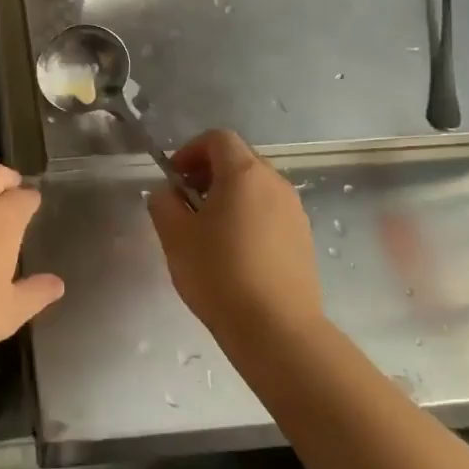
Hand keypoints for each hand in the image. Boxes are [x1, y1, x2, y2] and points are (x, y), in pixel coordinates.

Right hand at [147, 129, 324, 336]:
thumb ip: (163, 203)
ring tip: (208, 230)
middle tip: (186, 201)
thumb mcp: (175, 236)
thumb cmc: (219, 274)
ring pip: (256, 187)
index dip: (191, 150)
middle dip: (209, 172)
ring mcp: (295, 211)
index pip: (218, 139)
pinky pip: (271, 211)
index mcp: (244, 174)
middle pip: (239, 159)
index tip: (174, 177)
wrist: (277, 329)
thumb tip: (168, 193)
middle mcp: (275, 183)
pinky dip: (249, 216)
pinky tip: (234, 251)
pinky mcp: (304, 238)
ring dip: (229, 195)